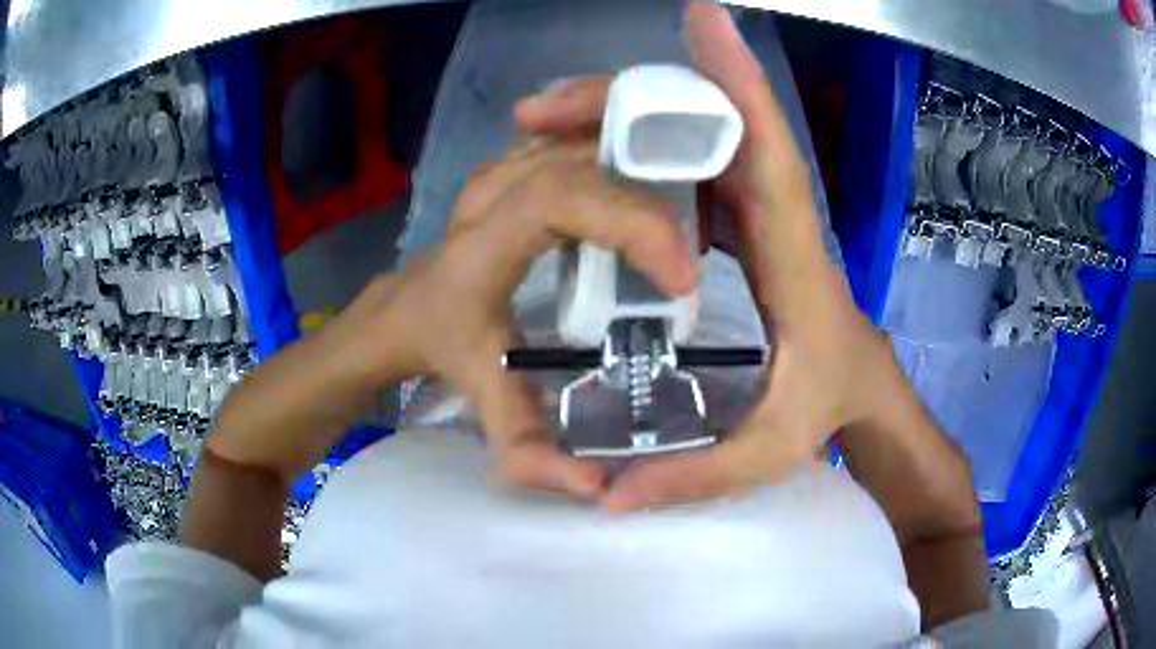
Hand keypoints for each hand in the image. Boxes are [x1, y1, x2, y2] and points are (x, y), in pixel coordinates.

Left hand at [336, 136, 697, 498]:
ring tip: (681, 212)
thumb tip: (598, 488)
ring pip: (580, 143)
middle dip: (651, 203)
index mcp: (483, 245)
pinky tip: (641, 185)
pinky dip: (614, 157)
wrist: (401, 308)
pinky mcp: (514, 166)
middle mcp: (492, 194)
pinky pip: (572, 144)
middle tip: (690, 254)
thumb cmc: (438, 344)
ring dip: (636, 170)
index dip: (632, 225)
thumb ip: (528, 447)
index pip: (561, 201)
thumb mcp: (480, 395)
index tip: (682, 277)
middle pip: (584, 164)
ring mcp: (502, 170)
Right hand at [515, 3, 895, 510]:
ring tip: (552, 120)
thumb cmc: (828, 411)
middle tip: (552, 101)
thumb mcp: (768, 453)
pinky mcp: (744, 222)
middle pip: (716, 130)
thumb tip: (606, 500)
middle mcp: (775, 218)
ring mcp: (758, 214)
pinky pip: (696, 167)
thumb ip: (692, 476)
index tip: (706, 22)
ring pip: (700, 142)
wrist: (862, 392)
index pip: (767, 153)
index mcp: (792, 257)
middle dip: (639, 97)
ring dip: (631, 120)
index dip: (738, 84)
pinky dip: (647, 148)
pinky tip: (597, 153)